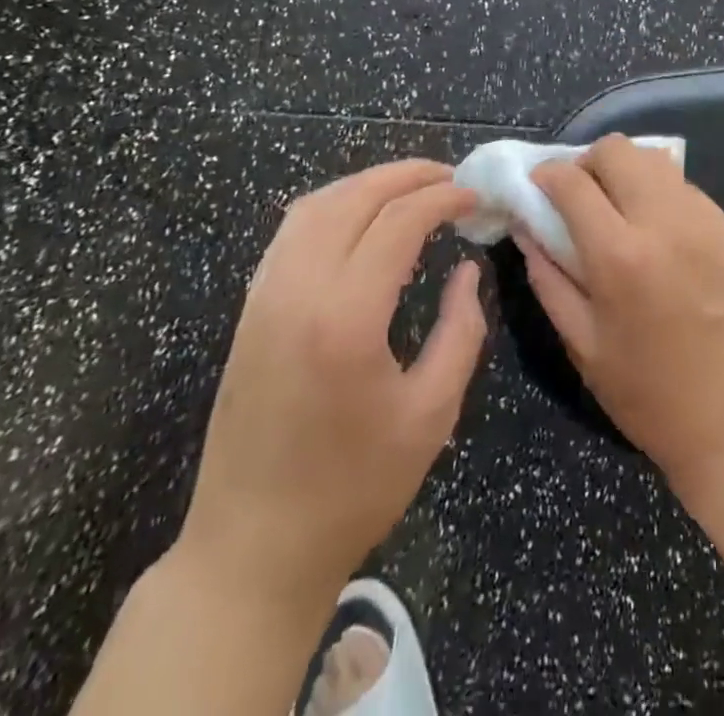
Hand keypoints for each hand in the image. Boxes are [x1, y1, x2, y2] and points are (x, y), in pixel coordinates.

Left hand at [174, 161, 485, 611]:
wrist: (253, 548)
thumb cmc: (354, 488)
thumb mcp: (432, 414)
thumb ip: (461, 331)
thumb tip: (466, 271)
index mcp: (346, 318)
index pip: (399, 221)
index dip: (442, 198)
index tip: (474, 197)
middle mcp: (298, 290)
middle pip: (354, 197)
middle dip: (407, 175)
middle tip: (450, 178)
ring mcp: (264, 296)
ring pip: (316, 205)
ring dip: (367, 184)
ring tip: (411, 187)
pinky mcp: (249, 309)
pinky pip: (291, 232)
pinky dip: (332, 206)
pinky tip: (359, 218)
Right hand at [523, 136, 723, 498]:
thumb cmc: (648, 393)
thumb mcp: (582, 344)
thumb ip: (548, 278)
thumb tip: (526, 227)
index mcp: (619, 255)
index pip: (572, 181)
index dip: (547, 175)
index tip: (539, 186)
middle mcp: (664, 222)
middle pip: (617, 150)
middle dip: (588, 162)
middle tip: (580, 194)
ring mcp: (704, 220)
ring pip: (654, 160)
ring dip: (626, 172)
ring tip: (619, 208)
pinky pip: (685, 187)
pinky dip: (660, 193)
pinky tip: (657, 230)